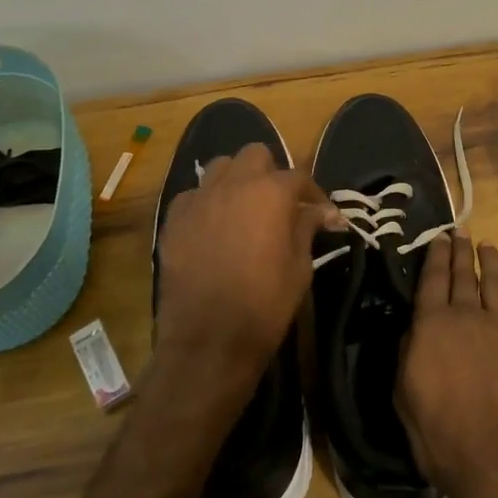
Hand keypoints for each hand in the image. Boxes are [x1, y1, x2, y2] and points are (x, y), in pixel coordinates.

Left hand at [153, 143, 339, 405]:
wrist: (208, 341)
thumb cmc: (265, 305)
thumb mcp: (300, 266)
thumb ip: (307, 228)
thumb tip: (323, 212)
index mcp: (270, 193)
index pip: (299, 176)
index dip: (314, 194)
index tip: (324, 215)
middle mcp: (233, 185)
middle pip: (255, 155)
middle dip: (271, 173)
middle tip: (281, 204)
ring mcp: (199, 200)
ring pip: (220, 167)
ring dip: (237, 180)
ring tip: (245, 207)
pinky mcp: (173, 220)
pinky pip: (193, 195)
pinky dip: (207, 202)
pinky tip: (213, 226)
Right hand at [396, 233, 497, 497]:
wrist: (495, 455)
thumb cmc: (438, 431)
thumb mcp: (404, 394)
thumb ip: (408, 354)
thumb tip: (413, 331)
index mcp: (433, 325)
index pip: (432, 280)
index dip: (434, 256)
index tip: (438, 237)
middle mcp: (469, 317)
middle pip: (464, 276)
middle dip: (460, 252)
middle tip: (460, 232)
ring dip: (493, 264)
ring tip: (488, 247)